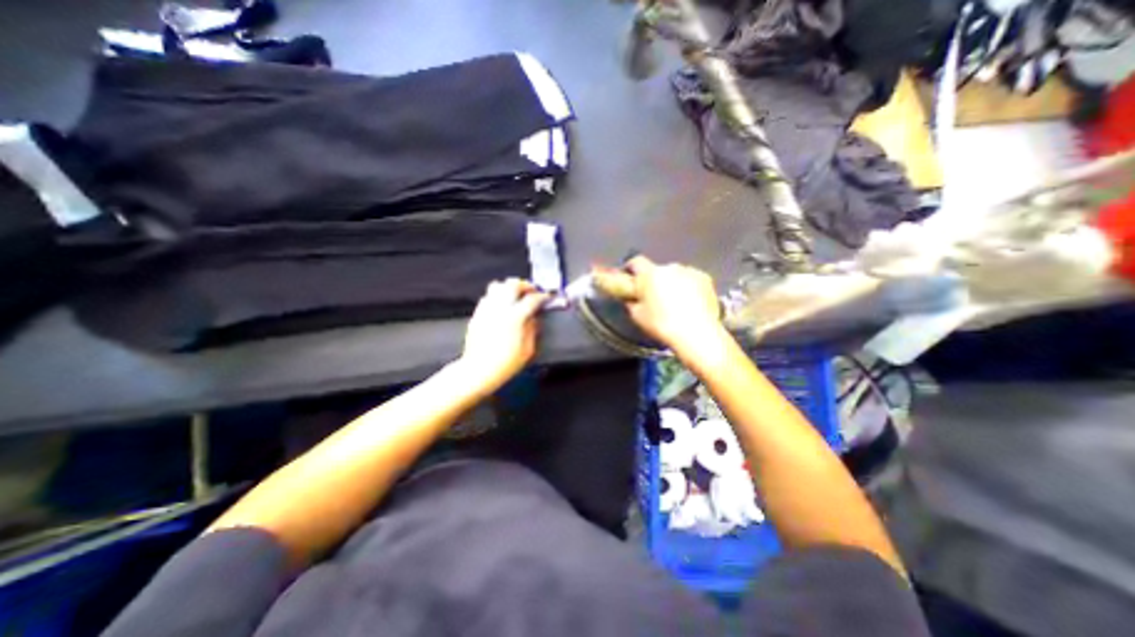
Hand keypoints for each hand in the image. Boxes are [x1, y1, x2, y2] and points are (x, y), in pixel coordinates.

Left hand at [460, 278, 550, 391]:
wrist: (479, 370)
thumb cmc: (505, 363)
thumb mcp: (528, 349)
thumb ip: (533, 329)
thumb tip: (534, 318)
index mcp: (515, 317)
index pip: (532, 299)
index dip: (542, 296)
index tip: (546, 297)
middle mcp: (500, 308)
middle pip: (513, 284)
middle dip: (525, 285)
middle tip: (531, 291)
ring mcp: (487, 309)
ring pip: (498, 286)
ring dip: (509, 287)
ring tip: (516, 294)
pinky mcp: (477, 314)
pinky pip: (487, 296)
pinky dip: (497, 296)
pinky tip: (501, 305)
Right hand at [613, 258, 727, 358]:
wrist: (696, 333)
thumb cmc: (662, 325)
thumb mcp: (637, 316)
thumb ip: (632, 301)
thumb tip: (631, 297)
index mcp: (650, 274)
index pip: (636, 261)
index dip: (631, 268)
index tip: (631, 278)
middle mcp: (669, 267)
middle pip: (657, 270)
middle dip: (655, 281)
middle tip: (654, 298)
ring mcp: (689, 271)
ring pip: (675, 274)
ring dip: (672, 283)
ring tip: (675, 303)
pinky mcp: (705, 278)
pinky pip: (691, 279)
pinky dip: (689, 287)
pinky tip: (689, 303)